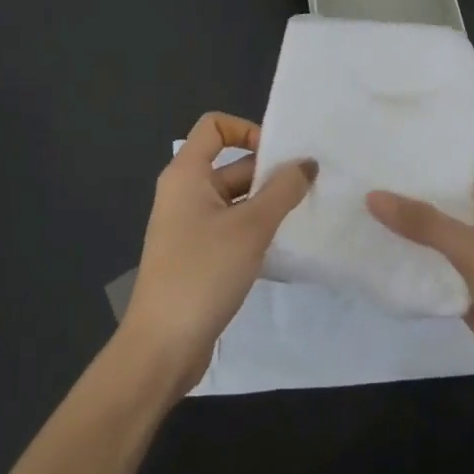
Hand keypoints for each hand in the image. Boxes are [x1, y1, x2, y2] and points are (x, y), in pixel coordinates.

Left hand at [120, 112, 317, 396]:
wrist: (163, 346)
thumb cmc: (203, 273)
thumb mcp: (251, 227)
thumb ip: (283, 190)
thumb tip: (307, 163)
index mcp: (186, 175)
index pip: (215, 127)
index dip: (248, 130)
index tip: (279, 156)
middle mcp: (185, 193)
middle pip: (232, 164)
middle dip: (269, 173)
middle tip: (311, 187)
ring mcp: (190, 226)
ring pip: (236, 199)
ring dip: (268, 204)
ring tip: (306, 214)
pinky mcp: (198, 255)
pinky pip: (233, 228)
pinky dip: (257, 230)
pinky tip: (285, 245)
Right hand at [367, 127, 473, 425]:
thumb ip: (426, 222)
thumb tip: (372, 195)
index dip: (457, 126)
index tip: (415, 111)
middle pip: (461, 182)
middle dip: (425, 168)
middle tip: (376, 148)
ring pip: (447, 223)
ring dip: (416, 211)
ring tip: (368, 186)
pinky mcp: (473, 286)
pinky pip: (440, 261)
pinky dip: (416, 252)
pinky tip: (378, 241)